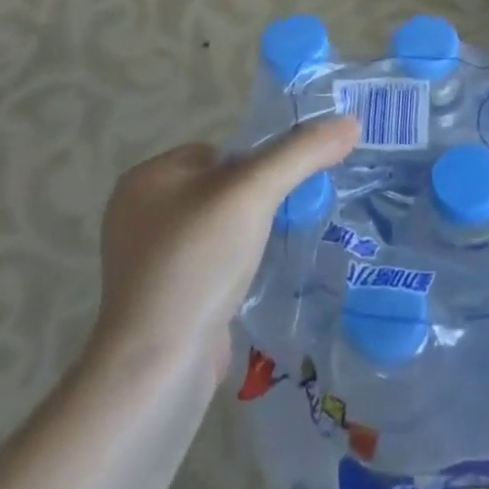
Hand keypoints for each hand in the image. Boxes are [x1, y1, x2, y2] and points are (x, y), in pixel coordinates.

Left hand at [86, 117, 360, 380]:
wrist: (157, 366)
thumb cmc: (197, 262)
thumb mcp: (254, 193)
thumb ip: (302, 153)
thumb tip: (351, 122)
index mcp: (146, 178)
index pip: (219, 152)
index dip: (257, 167)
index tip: (285, 191)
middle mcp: (137, 214)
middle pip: (221, 190)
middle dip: (257, 204)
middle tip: (287, 221)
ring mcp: (146, 262)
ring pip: (218, 230)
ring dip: (249, 238)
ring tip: (276, 252)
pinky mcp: (161, 299)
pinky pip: (210, 266)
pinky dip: (235, 270)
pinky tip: (255, 283)